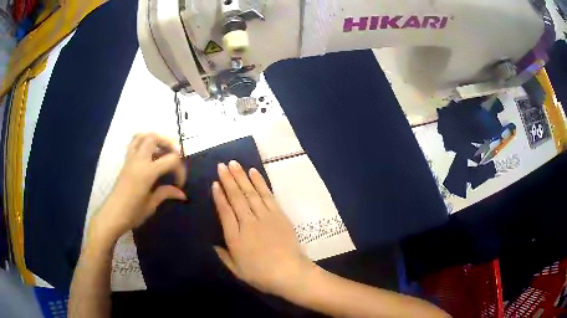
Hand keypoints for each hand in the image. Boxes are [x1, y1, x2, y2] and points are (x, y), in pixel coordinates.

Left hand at [90, 133, 186, 245]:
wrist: (112, 215)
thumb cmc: (133, 213)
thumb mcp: (151, 205)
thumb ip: (166, 193)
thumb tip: (182, 194)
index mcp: (148, 172)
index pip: (171, 160)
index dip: (180, 170)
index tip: (179, 184)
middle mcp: (139, 160)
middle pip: (154, 138)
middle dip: (168, 145)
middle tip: (174, 158)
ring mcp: (130, 159)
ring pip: (142, 136)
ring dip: (154, 140)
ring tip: (162, 151)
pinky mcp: (125, 162)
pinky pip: (134, 144)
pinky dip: (144, 143)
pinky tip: (149, 156)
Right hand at [212, 161, 314, 296]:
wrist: (289, 273)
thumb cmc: (261, 275)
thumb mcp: (237, 271)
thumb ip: (224, 256)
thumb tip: (214, 244)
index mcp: (235, 238)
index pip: (224, 211)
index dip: (219, 196)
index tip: (215, 183)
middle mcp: (248, 223)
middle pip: (236, 197)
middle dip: (228, 180)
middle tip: (222, 165)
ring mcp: (265, 217)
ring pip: (250, 192)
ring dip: (241, 176)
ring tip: (234, 163)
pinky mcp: (278, 214)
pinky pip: (267, 195)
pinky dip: (260, 182)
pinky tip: (253, 172)